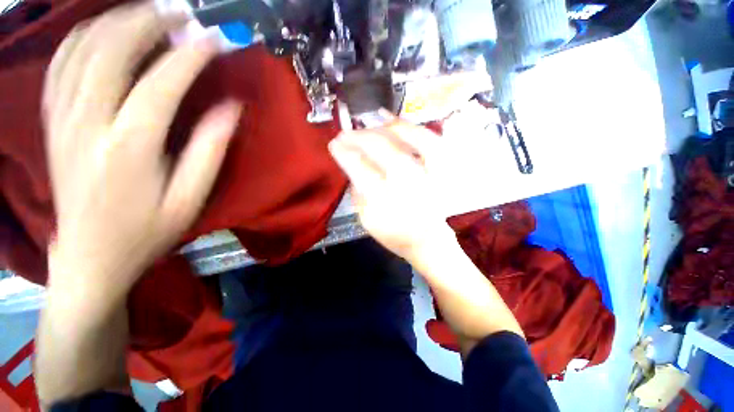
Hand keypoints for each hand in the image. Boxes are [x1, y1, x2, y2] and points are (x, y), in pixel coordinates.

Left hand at [43, 3, 240, 296]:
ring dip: (117, 21)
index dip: (190, 56)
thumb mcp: (190, 199)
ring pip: (82, 47)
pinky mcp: (53, 120)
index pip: (161, 83)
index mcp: (129, 147)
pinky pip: (62, 62)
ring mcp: (63, 118)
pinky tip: (105, 31)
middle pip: (111, 50)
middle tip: (180, 15)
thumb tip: (231, 109)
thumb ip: (210, 151)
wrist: (89, 254)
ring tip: (148, 14)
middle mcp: (88, 122)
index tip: (213, 40)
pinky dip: (84, 36)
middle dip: (149, 23)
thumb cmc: (146, 231)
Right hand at [328, 119, 455, 262]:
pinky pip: (430, 140)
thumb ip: (357, 193)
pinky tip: (394, 121)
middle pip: (382, 149)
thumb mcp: (367, 221)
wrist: (428, 241)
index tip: (334, 144)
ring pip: (408, 139)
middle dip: (359, 137)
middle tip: (346, 133)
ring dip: (383, 128)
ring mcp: (430, 174)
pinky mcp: (442, 170)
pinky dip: (411, 127)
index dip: (345, 153)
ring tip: (368, 124)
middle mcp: (410, 184)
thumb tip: (351, 165)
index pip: (360, 169)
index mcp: (387, 202)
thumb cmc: (395, 234)